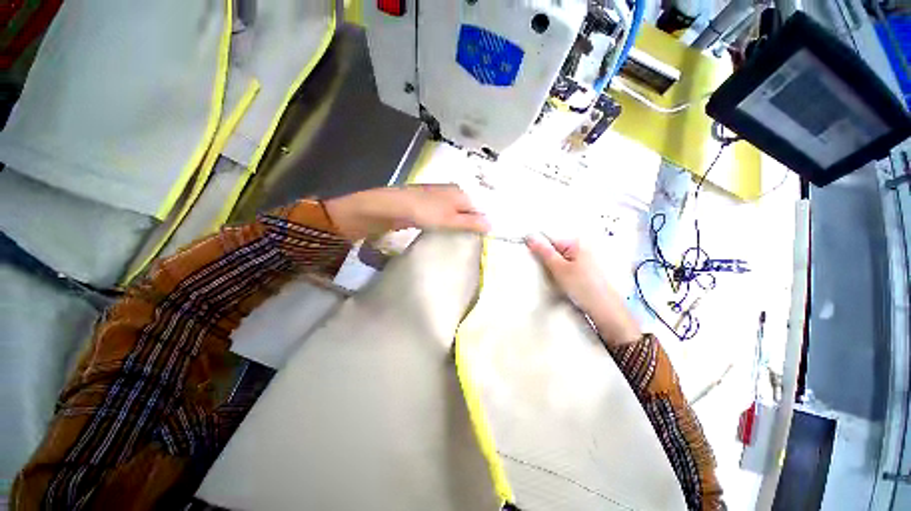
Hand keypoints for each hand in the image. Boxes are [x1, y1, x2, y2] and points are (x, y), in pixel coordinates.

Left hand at [324, 185, 489, 239]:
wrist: (391, 207)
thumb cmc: (424, 212)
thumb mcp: (450, 219)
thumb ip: (470, 222)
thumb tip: (491, 225)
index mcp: (459, 192)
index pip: (477, 209)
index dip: (479, 223)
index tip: (478, 239)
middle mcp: (449, 192)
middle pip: (465, 210)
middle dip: (467, 225)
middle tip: (468, 242)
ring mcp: (436, 198)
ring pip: (453, 213)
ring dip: (455, 226)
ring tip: (456, 241)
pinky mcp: (425, 205)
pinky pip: (441, 216)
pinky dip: (444, 225)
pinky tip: (441, 234)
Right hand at [526, 234, 641, 347]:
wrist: (604, 310)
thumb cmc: (585, 288)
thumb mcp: (559, 268)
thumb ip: (543, 251)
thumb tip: (531, 237)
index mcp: (576, 243)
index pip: (549, 238)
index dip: (538, 247)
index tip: (530, 255)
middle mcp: (581, 248)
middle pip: (554, 249)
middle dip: (545, 258)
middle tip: (543, 270)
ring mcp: (583, 260)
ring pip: (558, 260)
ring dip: (552, 267)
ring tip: (554, 278)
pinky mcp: (583, 271)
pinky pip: (565, 268)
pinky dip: (559, 273)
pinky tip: (560, 282)